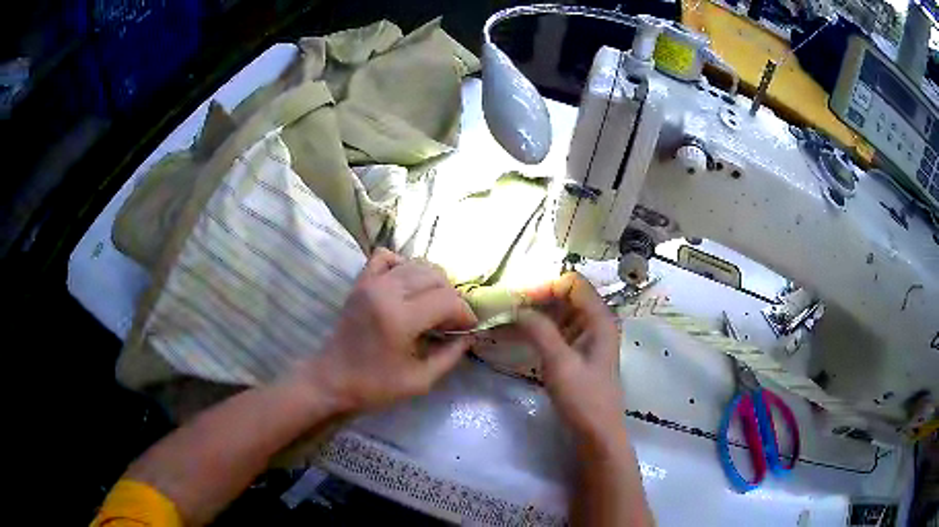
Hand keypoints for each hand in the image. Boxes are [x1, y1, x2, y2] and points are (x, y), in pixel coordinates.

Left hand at [296, 248, 477, 412]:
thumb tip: (469, 335)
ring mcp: (370, 283)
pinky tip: (407, 285)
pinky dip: (403, 265)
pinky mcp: (360, 283)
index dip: (464, 313)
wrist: (333, 381)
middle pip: (435, 277)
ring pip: (416, 264)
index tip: (467, 328)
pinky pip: (385, 257)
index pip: (447, 299)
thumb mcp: (421, 381)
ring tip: (432, 305)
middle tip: (450, 320)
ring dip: (432, 282)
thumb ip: (450, 355)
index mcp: (400, 318)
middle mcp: (386, 292)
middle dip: (452, 297)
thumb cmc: (375, 386)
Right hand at [513, 272, 622, 439]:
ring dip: (533, 315)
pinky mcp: (577, 352)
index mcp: (599, 319)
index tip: (517, 300)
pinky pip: (556, 331)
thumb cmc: (583, 398)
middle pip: (565, 297)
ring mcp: (587, 337)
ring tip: (504, 322)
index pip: (572, 284)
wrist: (596, 433)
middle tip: (505, 310)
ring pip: (558, 314)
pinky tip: (515, 336)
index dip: (545, 287)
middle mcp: (596, 322)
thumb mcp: (560, 362)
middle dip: (535, 300)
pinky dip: (537, 331)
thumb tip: (517, 308)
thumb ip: (539, 330)